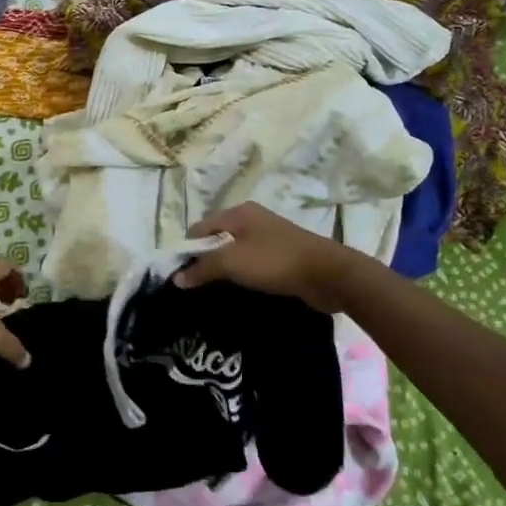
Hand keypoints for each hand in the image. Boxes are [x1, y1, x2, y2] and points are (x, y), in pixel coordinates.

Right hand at [174, 203, 362, 312]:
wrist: (328, 274)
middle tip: (194, 287)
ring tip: (213, 292)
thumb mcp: (232, 262)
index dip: (186, 250)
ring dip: (224, 271)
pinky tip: (238, 291)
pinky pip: (252, 264)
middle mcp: (252, 220)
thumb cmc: (275, 261)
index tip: (179, 276)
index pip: (199, 228)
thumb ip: (202, 268)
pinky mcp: (281, 256)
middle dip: (204, 261)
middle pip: (216, 239)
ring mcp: (268, 238)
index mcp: (238, 213)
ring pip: (234, 253)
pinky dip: (242, 276)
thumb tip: (176, 278)